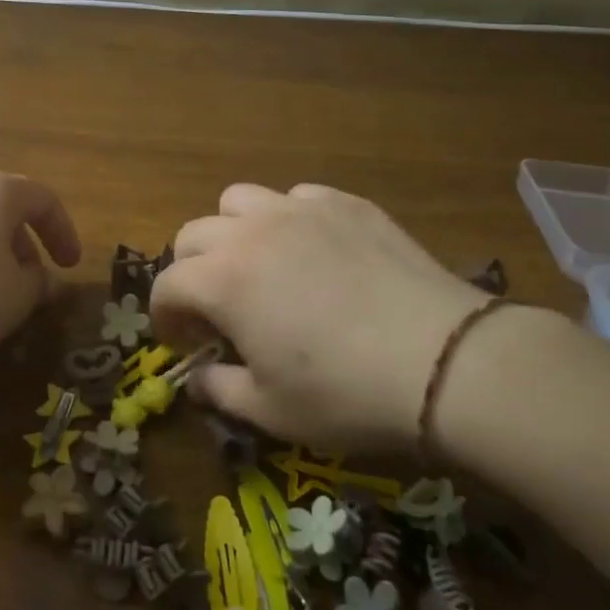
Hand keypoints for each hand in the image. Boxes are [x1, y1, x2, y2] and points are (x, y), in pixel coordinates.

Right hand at [151, 183, 488, 451]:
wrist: (444, 361)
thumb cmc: (345, 393)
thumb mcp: (270, 411)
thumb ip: (219, 391)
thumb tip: (198, 380)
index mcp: (222, 280)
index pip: (167, 285)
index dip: (166, 318)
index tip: (185, 345)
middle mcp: (250, 232)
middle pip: (193, 234)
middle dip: (192, 272)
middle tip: (218, 309)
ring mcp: (300, 209)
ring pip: (239, 201)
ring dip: (233, 233)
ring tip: (260, 267)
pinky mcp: (345, 203)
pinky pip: (297, 197)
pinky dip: (289, 221)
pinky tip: (316, 253)